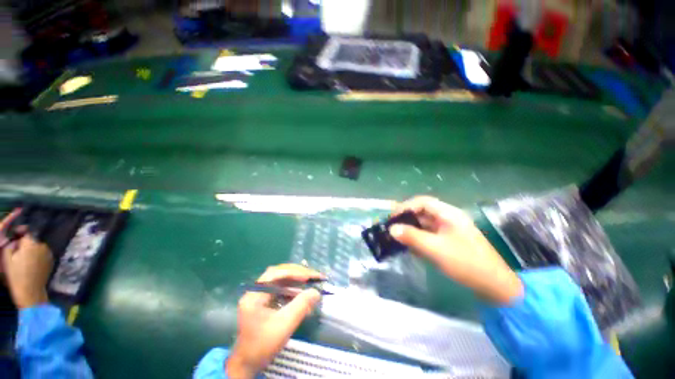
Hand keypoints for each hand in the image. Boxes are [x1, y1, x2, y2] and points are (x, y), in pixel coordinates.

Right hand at [1, 210, 52, 308]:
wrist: (30, 291)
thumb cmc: (15, 275)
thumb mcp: (6, 257)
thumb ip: (10, 244)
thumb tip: (15, 239)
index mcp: (31, 243)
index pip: (25, 232)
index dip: (19, 233)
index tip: (13, 236)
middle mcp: (42, 245)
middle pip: (32, 240)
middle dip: (25, 243)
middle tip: (17, 251)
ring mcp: (48, 253)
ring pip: (37, 247)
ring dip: (31, 249)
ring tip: (23, 259)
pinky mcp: (51, 261)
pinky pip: (42, 254)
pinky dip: (37, 256)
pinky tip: (31, 264)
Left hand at [226, 264, 324, 377]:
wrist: (248, 363)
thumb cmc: (263, 345)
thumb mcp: (284, 325)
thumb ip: (301, 306)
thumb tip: (316, 292)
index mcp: (255, 294)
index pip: (275, 273)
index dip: (294, 272)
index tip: (309, 276)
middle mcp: (256, 290)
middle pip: (279, 273)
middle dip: (297, 273)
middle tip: (313, 276)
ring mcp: (260, 294)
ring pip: (281, 280)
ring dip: (296, 279)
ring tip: (311, 280)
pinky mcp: (265, 300)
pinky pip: (281, 288)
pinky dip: (293, 288)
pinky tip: (302, 292)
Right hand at [390, 196, 522, 304]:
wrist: (494, 286)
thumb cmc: (466, 263)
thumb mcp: (436, 249)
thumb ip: (412, 237)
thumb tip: (391, 229)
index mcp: (448, 214)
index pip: (422, 202)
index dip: (405, 207)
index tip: (392, 217)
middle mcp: (448, 218)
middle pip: (422, 212)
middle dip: (406, 219)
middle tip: (392, 228)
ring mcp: (448, 230)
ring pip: (424, 225)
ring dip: (411, 230)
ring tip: (397, 238)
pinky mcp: (448, 241)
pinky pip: (428, 235)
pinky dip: (418, 239)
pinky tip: (410, 248)